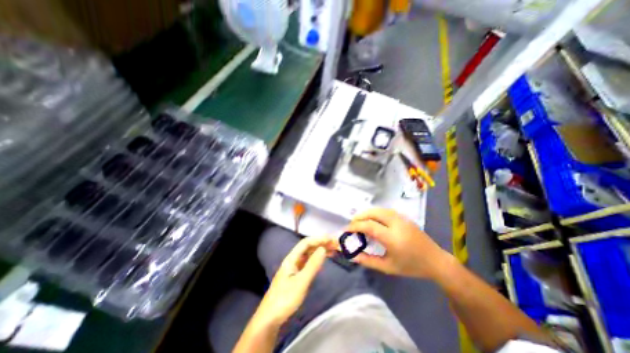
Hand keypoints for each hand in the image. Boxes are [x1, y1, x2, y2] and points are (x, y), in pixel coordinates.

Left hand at [254, 235, 337, 326]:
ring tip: (333, 250)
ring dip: (319, 251)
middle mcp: (292, 260)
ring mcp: (293, 268)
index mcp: (291, 258)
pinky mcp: (295, 276)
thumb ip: (312, 265)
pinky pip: (308, 262)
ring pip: (308, 255)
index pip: (305, 243)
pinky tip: (322, 261)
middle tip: (335, 245)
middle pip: (307, 247)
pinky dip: (316, 259)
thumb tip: (323, 248)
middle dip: (320, 244)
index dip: (318, 239)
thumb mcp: (301, 282)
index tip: (331, 239)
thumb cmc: (285, 299)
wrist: (270, 318)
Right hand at [345, 208, 452, 280]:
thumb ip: (368, 261)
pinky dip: (375, 212)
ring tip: (360, 220)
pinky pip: (386, 211)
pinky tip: (373, 219)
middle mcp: (396, 224)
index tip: (346, 230)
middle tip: (352, 224)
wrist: (435, 261)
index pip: (369, 226)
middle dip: (359, 216)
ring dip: (367, 213)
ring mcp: (401, 219)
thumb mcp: (388, 267)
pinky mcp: (404, 217)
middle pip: (373, 213)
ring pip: (379, 209)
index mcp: (392, 238)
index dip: (355, 226)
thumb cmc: (411, 266)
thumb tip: (352, 255)